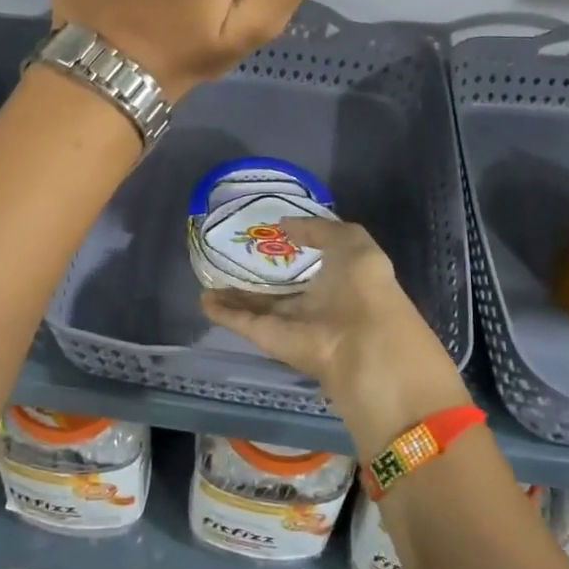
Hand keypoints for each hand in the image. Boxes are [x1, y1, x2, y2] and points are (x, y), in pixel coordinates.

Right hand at [201, 217, 472, 456]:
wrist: (362, 344)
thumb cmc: (364, 286)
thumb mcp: (351, 241)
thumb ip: (318, 229)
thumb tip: (284, 225)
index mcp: (341, 279)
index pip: (312, 263)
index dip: (292, 248)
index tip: (267, 233)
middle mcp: (316, 303)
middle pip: (281, 288)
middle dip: (260, 275)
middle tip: (230, 255)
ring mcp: (291, 323)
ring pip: (258, 307)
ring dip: (235, 295)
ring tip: (209, 275)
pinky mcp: (270, 339)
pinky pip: (243, 323)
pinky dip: (223, 312)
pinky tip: (203, 297)